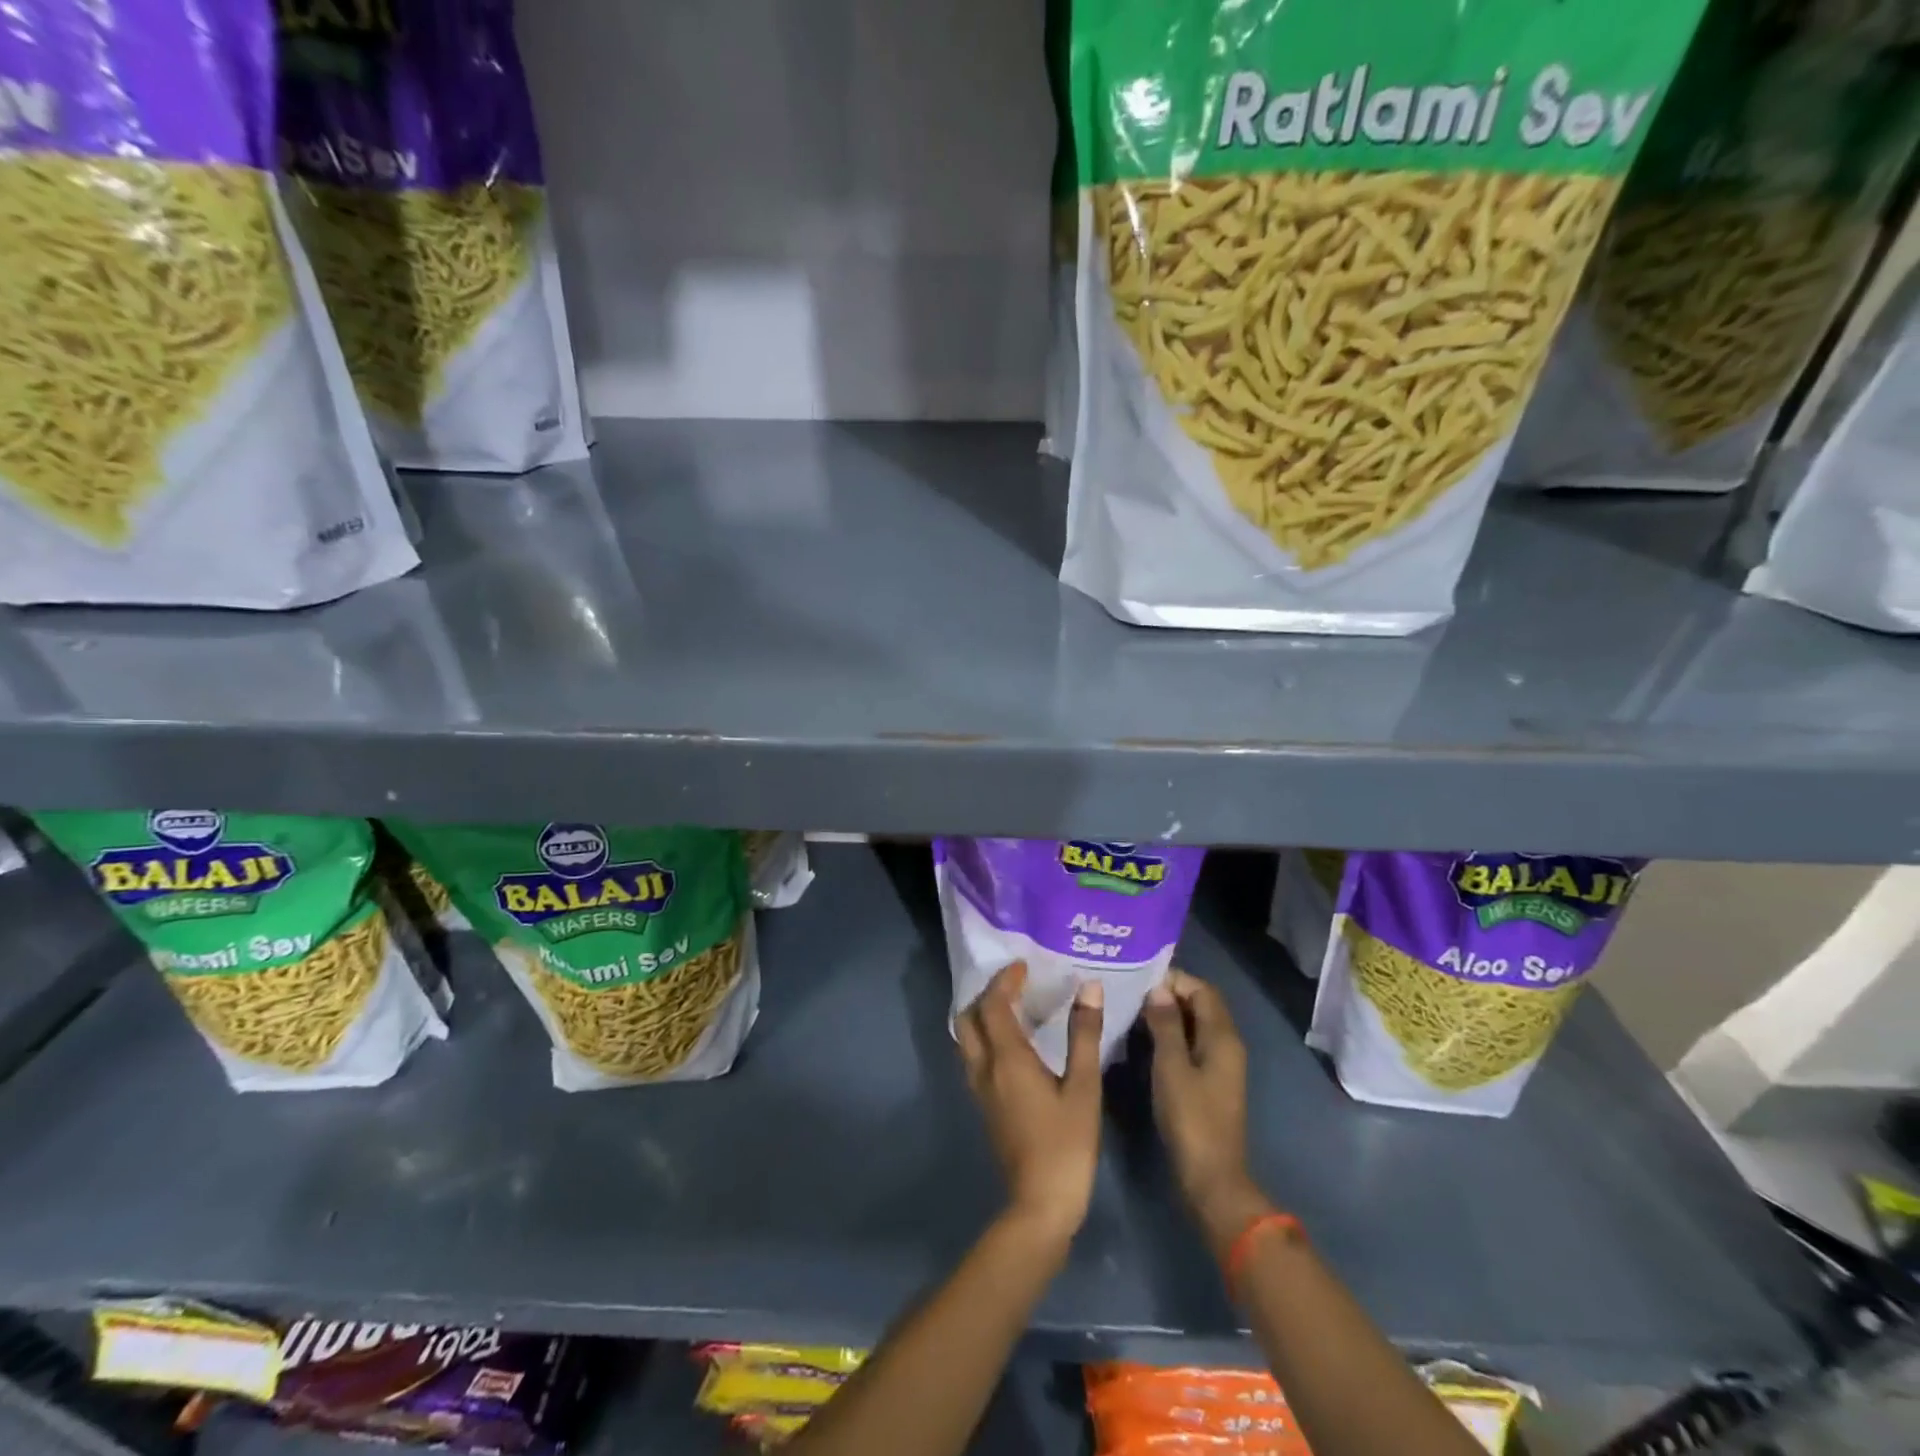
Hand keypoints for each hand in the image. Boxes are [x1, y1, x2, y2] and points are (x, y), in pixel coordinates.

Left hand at [955, 961, 1103, 1242]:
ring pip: (966, 1038)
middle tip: (1013, 984)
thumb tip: (1090, 988)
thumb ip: (1084, 1035)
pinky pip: (974, 1057)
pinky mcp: (983, 1106)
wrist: (1040, 1204)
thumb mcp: (1084, 1087)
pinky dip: (985, 1037)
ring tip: (1012, 1008)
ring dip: (981, 1015)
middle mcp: (984, 1067)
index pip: (993, 1004)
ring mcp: (979, 1089)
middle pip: (968, 1018)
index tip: (1023, 966)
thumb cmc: (1066, 1144)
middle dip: (985, 994)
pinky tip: (1012, 1044)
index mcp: (1006, 1058)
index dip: (1004, 980)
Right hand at [1142, 970, 1271, 1257]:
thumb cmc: (1191, 1118)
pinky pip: (1192, 1044)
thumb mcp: (1171, 1067)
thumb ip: (1165, 1025)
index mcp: (1223, 1037)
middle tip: (1131, 990)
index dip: (1174, 979)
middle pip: (1201, 1004)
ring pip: (1196, 1024)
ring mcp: (1221, 1065)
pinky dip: (1172, 1035)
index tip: (1139, 977)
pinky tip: (1144, 1039)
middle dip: (1169, 993)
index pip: (1202, 989)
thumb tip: (1158, 990)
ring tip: (1132, 1009)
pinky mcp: (1210, 1082)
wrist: (1212, 1178)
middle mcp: (1227, 1044)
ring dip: (1168, 1014)